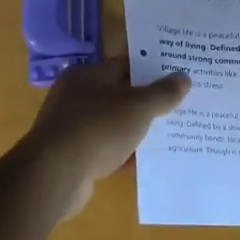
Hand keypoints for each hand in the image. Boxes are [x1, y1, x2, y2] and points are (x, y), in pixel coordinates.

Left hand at [24, 57, 191, 217]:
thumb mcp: (138, 107)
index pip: (124, 64)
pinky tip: (147, 162)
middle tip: (180, 105)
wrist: (55, 175)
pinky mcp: (72, 157)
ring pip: (113, 124)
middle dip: (147, 102)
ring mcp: (71, 128)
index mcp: (87, 75)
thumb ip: (162, 93)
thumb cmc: (98, 128)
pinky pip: (106, 151)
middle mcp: (75, 96)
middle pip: (119, 95)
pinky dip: (124, 155)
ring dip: (136, 130)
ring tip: (169, 134)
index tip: (178, 74)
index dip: (151, 68)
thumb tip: (184, 78)